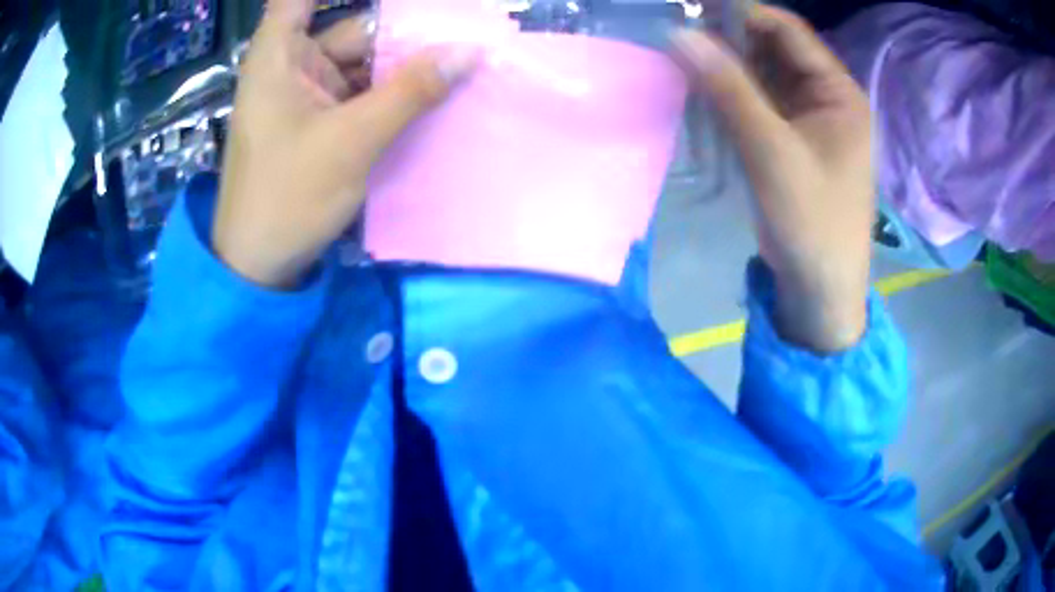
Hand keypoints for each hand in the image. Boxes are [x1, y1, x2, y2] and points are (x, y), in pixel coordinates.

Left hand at [214, 0, 477, 288]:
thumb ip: (411, 91)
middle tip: (459, 34)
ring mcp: (307, 92)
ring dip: (404, 64)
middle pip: (352, 28)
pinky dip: (392, 90)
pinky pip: (362, 90)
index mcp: (279, 55)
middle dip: (403, 31)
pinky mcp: (319, 119)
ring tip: (456, 64)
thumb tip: (469, 51)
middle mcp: (291, 64)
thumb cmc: (287, 196)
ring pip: (363, 60)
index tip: (402, 4)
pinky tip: (431, 93)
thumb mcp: (351, 140)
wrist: (258, 264)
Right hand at [672, 6, 873, 352]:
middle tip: (681, 32)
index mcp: (839, 93)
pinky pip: (761, 102)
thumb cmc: (811, 222)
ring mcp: (810, 120)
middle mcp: (827, 98)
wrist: (821, 288)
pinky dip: (733, 93)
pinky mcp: (793, 141)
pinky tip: (704, 90)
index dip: (743, 13)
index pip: (789, 32)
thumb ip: (728, 89)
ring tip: (684, 57)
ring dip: (728, 65)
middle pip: (776, 50)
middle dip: (731, 38)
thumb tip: (680, 35)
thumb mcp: (771, 152)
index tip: (693, 8)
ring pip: (765, 75)